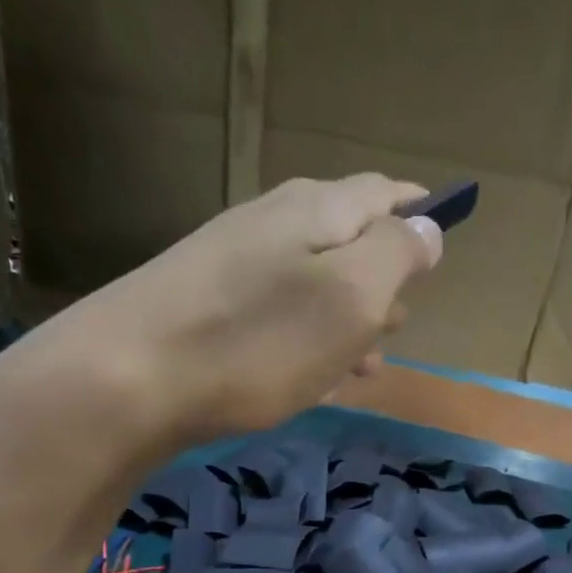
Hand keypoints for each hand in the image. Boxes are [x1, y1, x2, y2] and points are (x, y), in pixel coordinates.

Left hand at [0, 174, 441, 542]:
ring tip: (369, 362)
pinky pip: (277, 315)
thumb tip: (427, 226)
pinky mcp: (204, 307)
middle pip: (345, 239)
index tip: (444, 224)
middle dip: (382, 277)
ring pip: (311, 285)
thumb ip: (396, 256)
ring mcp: (231, 264)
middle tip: (405, 317)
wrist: (127, 380)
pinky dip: (307, 341)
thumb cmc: (258, 340)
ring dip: (346, 320)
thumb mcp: (350, 298)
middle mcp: (272, 224)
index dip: (417, 209)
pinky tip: (312, 377)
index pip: (382, 193)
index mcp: (316, 211)